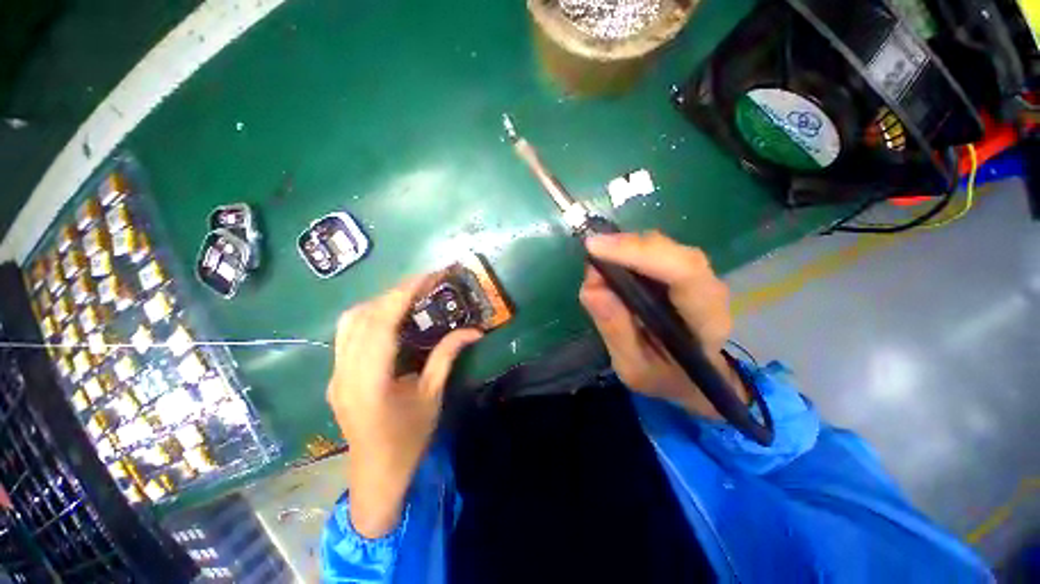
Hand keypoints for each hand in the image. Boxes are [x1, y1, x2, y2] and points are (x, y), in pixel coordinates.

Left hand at [327, 275, 481, 538]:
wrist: (375, 476)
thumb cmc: (408, 440)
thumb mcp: (433, 395)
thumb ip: (448, 356)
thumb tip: (475, 330)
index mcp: (370, 381)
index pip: (381, 323)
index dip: (403, 294)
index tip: (428, 276)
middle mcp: (344, 372)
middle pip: (362, 316)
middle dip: (394, 292)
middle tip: (425, 284)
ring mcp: (335, 373)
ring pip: (349, 322)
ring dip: (380, 302)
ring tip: (410, 296)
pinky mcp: (336, 375)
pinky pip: (348, 334)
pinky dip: (371, 316)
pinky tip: (391, 318)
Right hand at [579, 231, 746, 418]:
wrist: (695, 380)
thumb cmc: (666, 378)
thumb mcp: (634, 368)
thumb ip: (615, 330)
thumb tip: (592, 286)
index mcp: (706, 322)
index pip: (683, 273)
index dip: (638, 254)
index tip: (595, 249)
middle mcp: (710, 292)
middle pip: (674, 253)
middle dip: (628, 247)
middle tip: (592, 252)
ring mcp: (699, 278)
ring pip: (665, 247)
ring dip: (627, 248)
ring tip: (598, 259)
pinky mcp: (683, 272)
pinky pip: (656, 251)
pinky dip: (629, 251)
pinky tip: (610, 260)